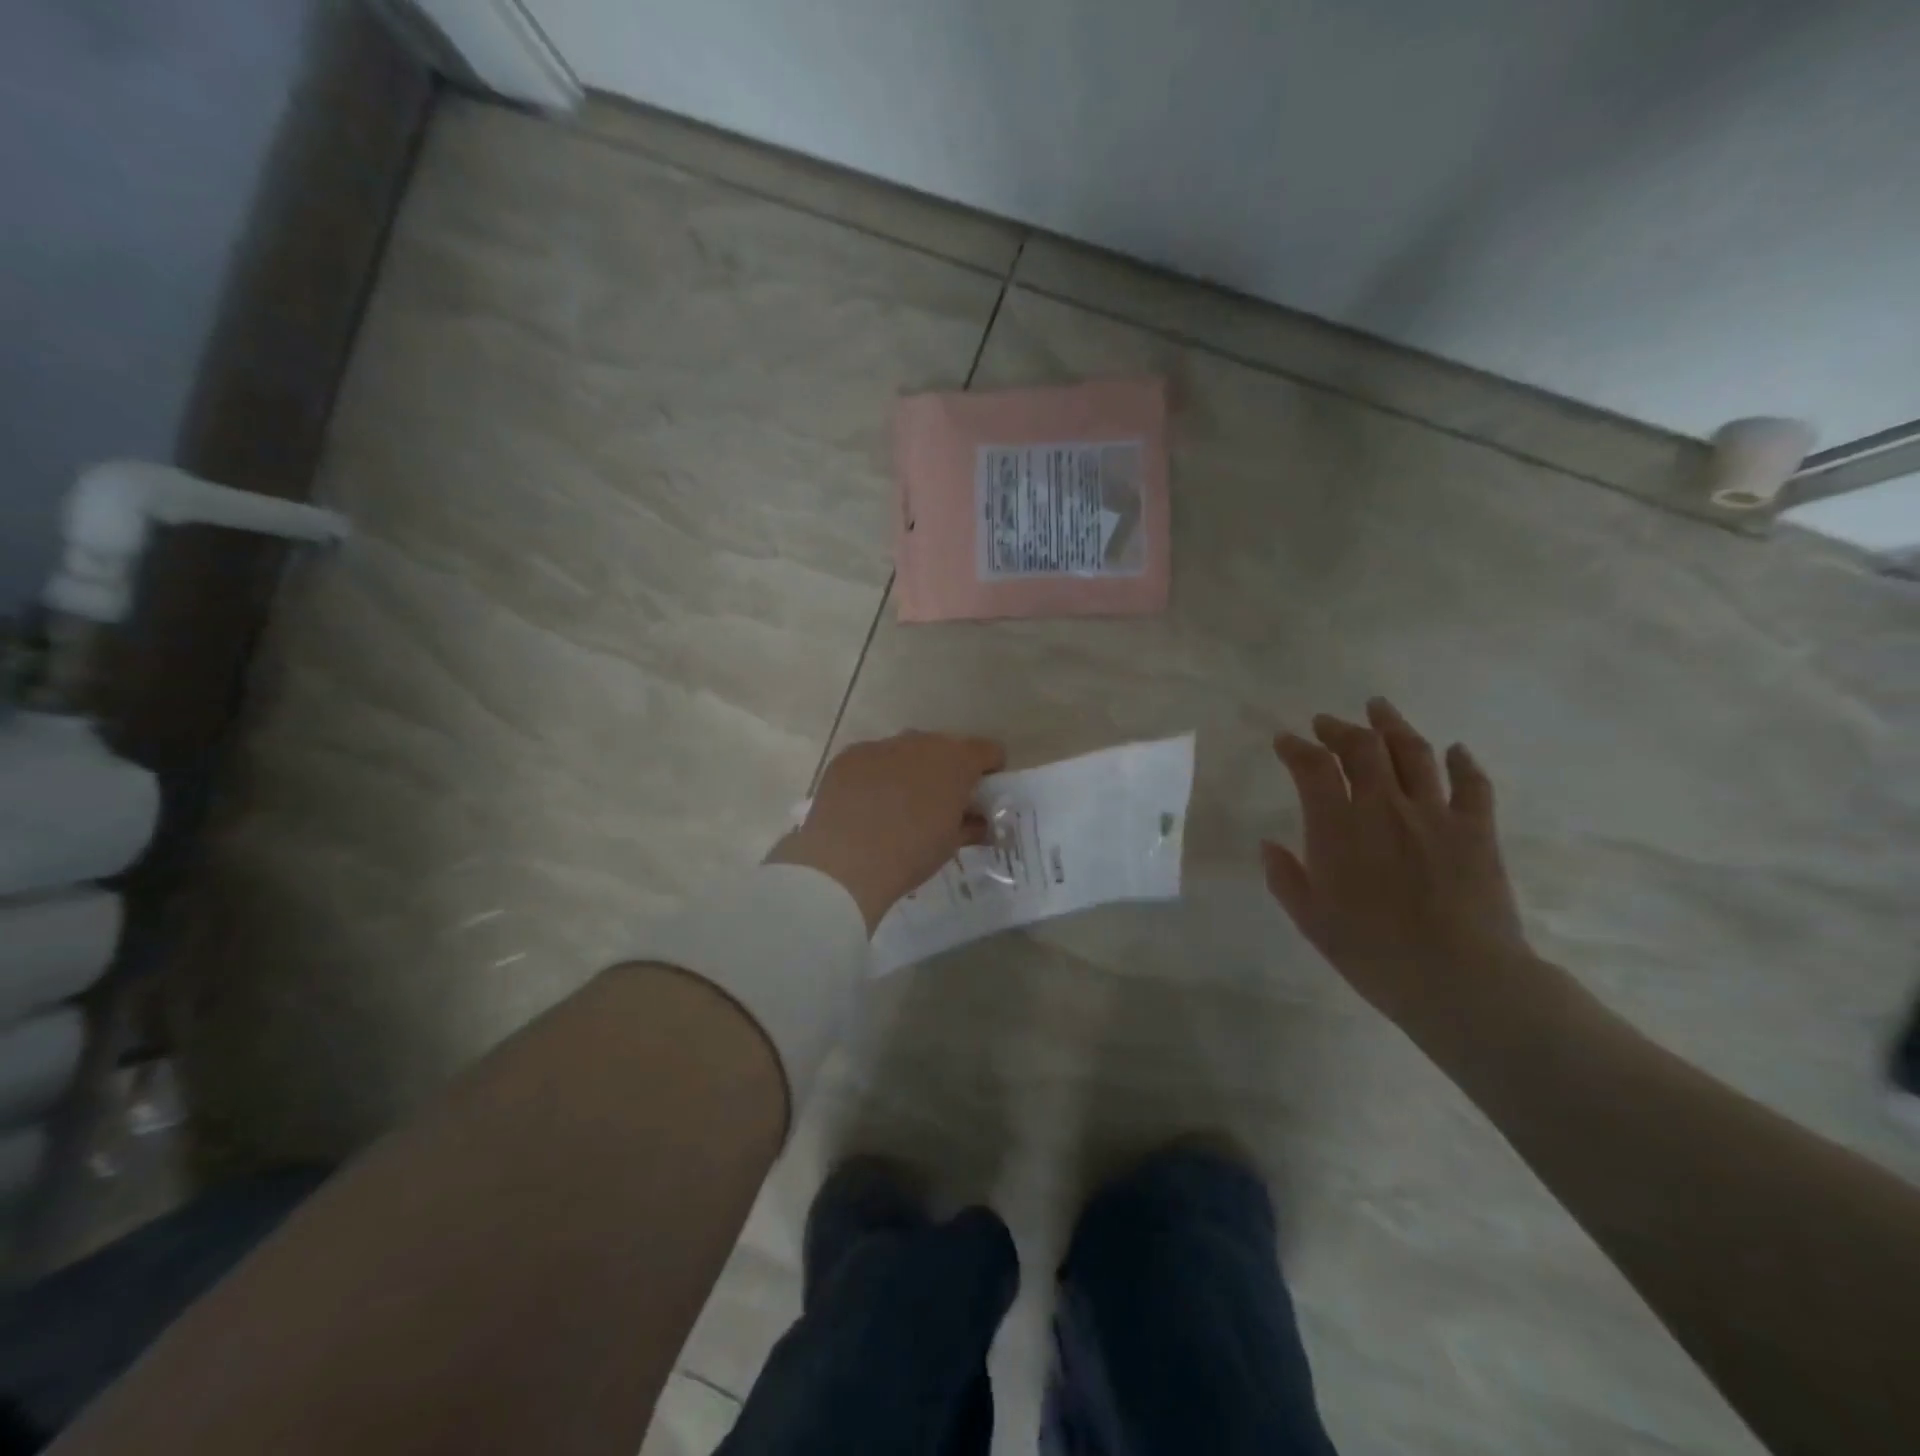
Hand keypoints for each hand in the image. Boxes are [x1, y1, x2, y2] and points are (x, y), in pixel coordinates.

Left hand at [768, 731, 1005, 932]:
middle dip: (946, 771)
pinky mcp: (848, 756)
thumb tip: (978, 821)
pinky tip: (865, 807)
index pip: (988, 750)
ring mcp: (881, 746)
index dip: (989, 771)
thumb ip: (971, 825)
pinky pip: (871, 760)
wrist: (844, 863)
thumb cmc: (911, 854)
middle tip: (938, 804)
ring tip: (897, 807)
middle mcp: (920, 742)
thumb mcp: (951, 845)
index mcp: (956, 760)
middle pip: (944, 748)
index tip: (980, 795)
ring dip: (909, 771)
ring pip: (905, 752)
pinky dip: (875, 776)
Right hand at [1262, 698, 1535, 1032]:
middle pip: (1362, 748)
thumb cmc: (1372, 952)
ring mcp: (1434, 815)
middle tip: (1327, 722)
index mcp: (1338, 827)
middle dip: (1339, 729)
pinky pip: (1473, 784)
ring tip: (1379, 709)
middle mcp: (1384, 807)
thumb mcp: (1311, 920)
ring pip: (1414, 753)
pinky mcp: (1477, 830)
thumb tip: (1268, 845)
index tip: (1285, 741)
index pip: (1312, 767)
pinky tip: (1455, 750)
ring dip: (1392, 726)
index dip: (1295, 748)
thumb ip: (1285, 877)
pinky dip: (1463, 762)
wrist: (1460, 978)